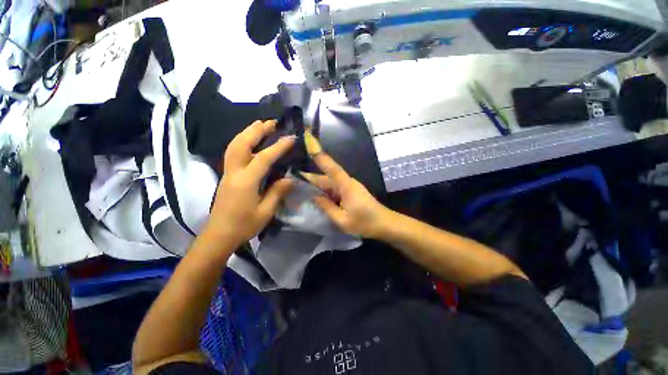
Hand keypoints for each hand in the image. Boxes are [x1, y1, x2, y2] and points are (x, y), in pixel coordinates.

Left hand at [206, 120, 294, 245]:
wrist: (218, 236)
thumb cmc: (243, 226)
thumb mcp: (265, 212)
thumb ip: (277, 192)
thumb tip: (289, 178)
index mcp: (245, 182)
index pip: (263, 158)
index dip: (278, 147)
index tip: (291, 137)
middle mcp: (233, 173)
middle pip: (241, 144)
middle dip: (256, 130)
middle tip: (270, 122)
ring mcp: (227, 173)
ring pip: (233, 146)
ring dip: (247, 133)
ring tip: (260, 125)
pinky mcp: (226, 176)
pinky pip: (233, 153)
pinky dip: (241, 142)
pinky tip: (250, 141)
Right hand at [302, 137, 392, 238]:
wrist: (385, 224)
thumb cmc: (365, 223)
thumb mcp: (342, 220)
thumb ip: (326, 207)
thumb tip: (314, 196)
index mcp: (346, 186)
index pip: (331, 167)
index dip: (320, 155)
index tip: (308, 142)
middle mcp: (347, 182)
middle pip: (326, 177)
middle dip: (310, 179)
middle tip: (292, 182)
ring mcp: (349, 186)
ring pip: (329, 183)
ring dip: (316, 187)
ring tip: (300, 190)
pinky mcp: (350, 191)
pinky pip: (334, 188)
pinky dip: (325, 192)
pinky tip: (316, 198)